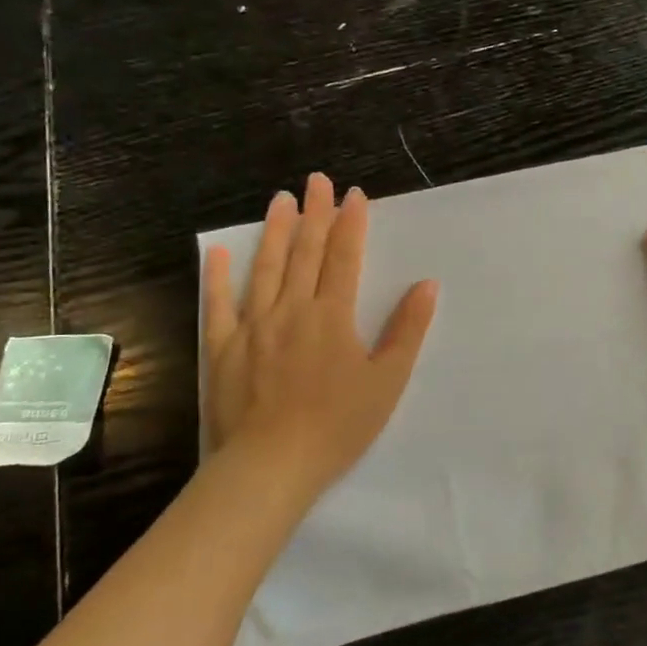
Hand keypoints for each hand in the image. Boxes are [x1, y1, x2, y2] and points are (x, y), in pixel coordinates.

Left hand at [203, 173, 437, 503]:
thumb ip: (407, 329)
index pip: (343, 258)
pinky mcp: (223, 348)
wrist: (271, 465)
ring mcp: (253, 326)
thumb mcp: (387, 380)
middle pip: (304, 252)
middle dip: (314, 214)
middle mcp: (291, 310)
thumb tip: (427, 285)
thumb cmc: (338, 425)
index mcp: (332, 316)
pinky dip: (218, 276)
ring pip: (265, 268)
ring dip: (275, 232)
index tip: (354, 194)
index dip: (350, 224)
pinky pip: (219, 305)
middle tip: (316, 180)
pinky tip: (219, 251)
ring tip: (280, 200)